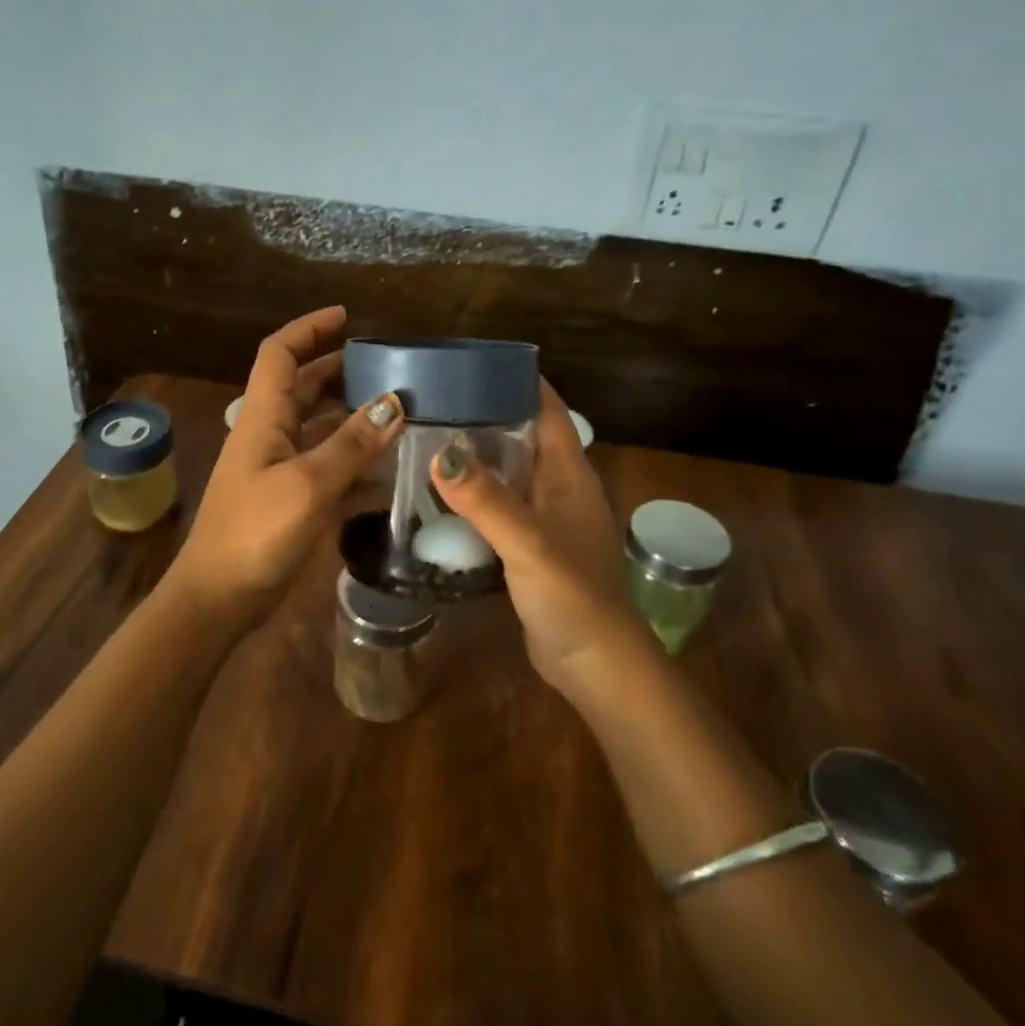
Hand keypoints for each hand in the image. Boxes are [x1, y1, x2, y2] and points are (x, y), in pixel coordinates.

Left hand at [166, 306, 403, 630]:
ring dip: (353, 418)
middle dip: (340, 370)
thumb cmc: (255, 533)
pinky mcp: (288, 500)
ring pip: (318, 428)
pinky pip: (326, 469)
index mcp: (263, 417)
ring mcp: (277, 469)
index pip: (280, 354)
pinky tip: (389, 475)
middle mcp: (268, 435)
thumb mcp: (308, 484)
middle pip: (304, 387)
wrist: (217, 599)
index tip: (346, 316)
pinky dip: (354, 465)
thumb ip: (352, 444)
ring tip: (399, 414)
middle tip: (387, 368)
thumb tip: (395, 401)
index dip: (308, 328)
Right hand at [429, 380, 649, 688]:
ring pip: (509, 470)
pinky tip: (441, 493)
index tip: (473, 362)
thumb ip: (486, 500)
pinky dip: (475, 492)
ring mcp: (547, 516)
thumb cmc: (573, 595)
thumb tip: (440, 453)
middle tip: (434, 398)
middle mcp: (560, 486)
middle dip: (485, 412)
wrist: (596, 663)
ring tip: (428, 435)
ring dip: (478, 453)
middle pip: (523, 434)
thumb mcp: (528, 543)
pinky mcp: (532, 544)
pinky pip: (501, 503)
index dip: (517, 380)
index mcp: (569, 472)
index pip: (547, 408)